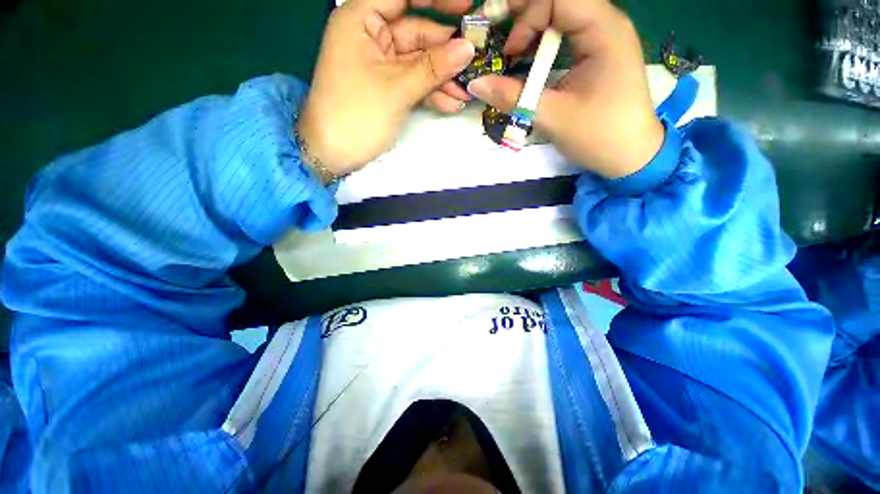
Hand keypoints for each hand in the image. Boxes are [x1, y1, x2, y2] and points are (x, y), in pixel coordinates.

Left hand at [298, 0, 476, 176]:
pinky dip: (432, 93)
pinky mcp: (388, 87)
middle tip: (476, 62)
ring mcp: (381, 64)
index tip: (469, 6)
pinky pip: (415, 82)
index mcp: (362, 19)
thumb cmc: (356, 116)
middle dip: (447, 52)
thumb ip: (433, 68)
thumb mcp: (397, 89)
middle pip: (418, 33)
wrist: (334, 154)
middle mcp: (372, 36)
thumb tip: (468, 48)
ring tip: (466, 92)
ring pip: (420, 63)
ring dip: (444, 78)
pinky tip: (451, 103)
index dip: (438, 0)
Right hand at [467, 0, 663, 178]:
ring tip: (514, 54)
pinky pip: (566, 32)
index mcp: (603, 30)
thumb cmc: (598, 135)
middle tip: (504, 44)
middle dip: (526, 16)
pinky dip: (543, 41)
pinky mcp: (597, 51)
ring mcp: (603, 36)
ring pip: (562, 14)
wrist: (630, 155)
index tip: (510, 52)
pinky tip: (531, 59)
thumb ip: (513, 97)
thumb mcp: (551, 116)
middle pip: (559, 0)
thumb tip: (476, 84)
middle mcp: (605, 23)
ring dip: (533, 28)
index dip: (526, 15)